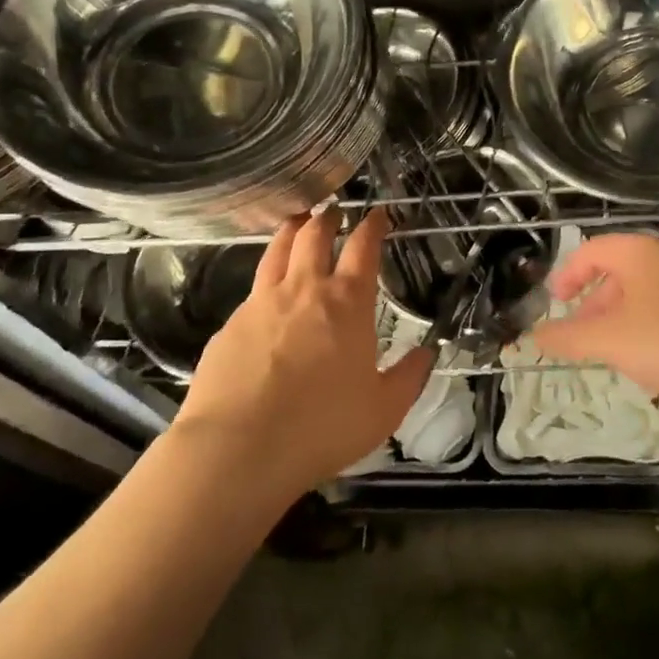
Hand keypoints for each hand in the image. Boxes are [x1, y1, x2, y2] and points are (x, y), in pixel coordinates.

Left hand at [176, 207, 432, 498]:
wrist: (239, 448)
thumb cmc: (323, 426)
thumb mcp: (384, 409)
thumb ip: (410, 377)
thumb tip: (428, 353)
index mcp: (347, 302)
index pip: (363, 247)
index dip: (373, 225)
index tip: (378, 214)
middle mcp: (303, 290)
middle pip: (314, 234)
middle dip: (327, 217)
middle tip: (333, 210)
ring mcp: (261, 303)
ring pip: (277, 250)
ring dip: (291, 231)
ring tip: (297, 223)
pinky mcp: (229, 325)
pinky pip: (252, 290)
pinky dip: (266, 277)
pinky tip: (266, 293)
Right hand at [531, 232, 658, 415]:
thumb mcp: (612, 341)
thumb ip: (568, 338)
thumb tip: (533, 336)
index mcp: (638, 252)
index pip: (590, 251)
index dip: (566, 276)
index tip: (554, 304)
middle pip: (617, 272)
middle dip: (593, 305)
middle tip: (581, 338)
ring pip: (644, 292)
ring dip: (620, 319)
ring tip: (614, 354)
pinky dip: (649, 326)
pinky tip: (654, 359)